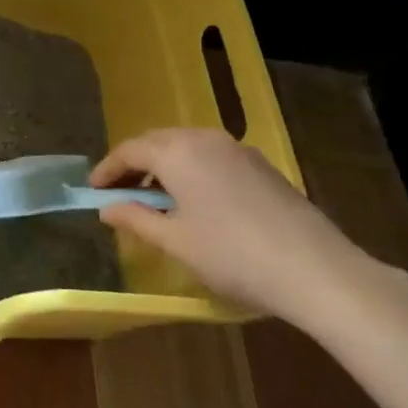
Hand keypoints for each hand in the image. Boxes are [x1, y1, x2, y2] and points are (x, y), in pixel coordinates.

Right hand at [92, 127, 377, 324]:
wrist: (315, 268)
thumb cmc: (233, 255)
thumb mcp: (176, 242)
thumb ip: (136, 219)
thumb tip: (106, 208)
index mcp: (177, 152)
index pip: (129, 150)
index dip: (107, 169)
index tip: (93, 190)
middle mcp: (203, 138)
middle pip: (156, 142)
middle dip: (134, 164)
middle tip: (119, 193)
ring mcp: (235, 148)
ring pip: (185, 146)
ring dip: (163, 166)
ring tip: (156, 200)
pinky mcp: (259, 164)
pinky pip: (210, 156)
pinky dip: (191, 170)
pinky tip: (196, 201)